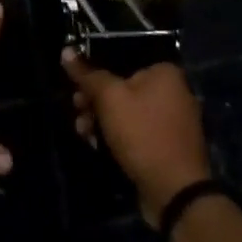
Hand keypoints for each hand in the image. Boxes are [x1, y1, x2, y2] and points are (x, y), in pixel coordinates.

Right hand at [63, 50, 211, 225]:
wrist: (174, 191)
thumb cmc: (142, 134)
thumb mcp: (110, 99)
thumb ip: (88, 74)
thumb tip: (66, 50)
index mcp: (164, 72)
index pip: (120, 61)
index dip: (94, 74)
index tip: (75, 88)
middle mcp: (173, 91)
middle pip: (122, 87)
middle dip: (94, 101)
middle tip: (77, 111)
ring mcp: (172, 121)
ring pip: (127, 112)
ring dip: (101, 120)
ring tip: (83, 132)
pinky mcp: (167, 145)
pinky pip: (137, 131)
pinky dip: (117, 136)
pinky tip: (98, 145)